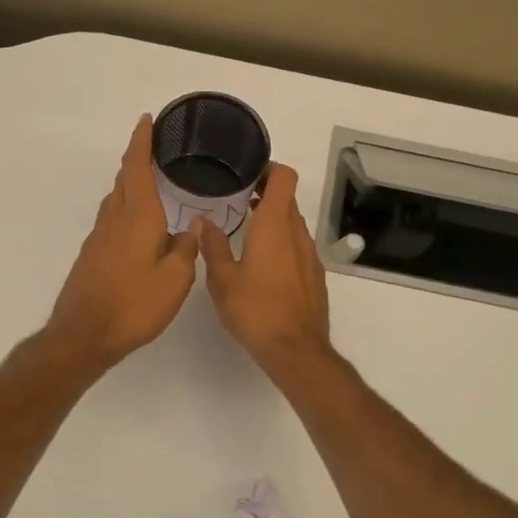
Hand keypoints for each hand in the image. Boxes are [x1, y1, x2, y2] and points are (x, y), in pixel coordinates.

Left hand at [46, 115, 201, 371]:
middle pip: (124, 180)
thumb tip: (189, 228)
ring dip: (130, 186)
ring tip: (150, 185)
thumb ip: (185, 250)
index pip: (137, 167)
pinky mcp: (92, 257)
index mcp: (138, 217)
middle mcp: (114, 220)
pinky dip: (126, 211)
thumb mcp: (175, 280)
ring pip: (116, 201)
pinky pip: (112, 221)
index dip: (142, 142)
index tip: (147, 120)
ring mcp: (99, 239)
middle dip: (137, 160)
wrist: (84, 334)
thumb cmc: (134, 305)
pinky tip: (138, 228)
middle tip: (154, 150)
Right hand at [199, 163, 333, 378]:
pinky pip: (298, 246)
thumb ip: (213, 246)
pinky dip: (282, 243)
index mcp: (274, 226)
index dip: (269, 168)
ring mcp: (309, 254)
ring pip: (293, 224)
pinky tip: (263, 263)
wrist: (295, 349)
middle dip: (265, 193)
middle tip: (237, 198)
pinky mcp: (314, 275)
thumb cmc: (255, 310)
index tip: (247, 172)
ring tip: (246, 230)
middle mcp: (296, 233)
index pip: (284, 177)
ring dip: (273, 220)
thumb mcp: (222, 279)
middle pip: (287, 198)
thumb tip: (203, 221)